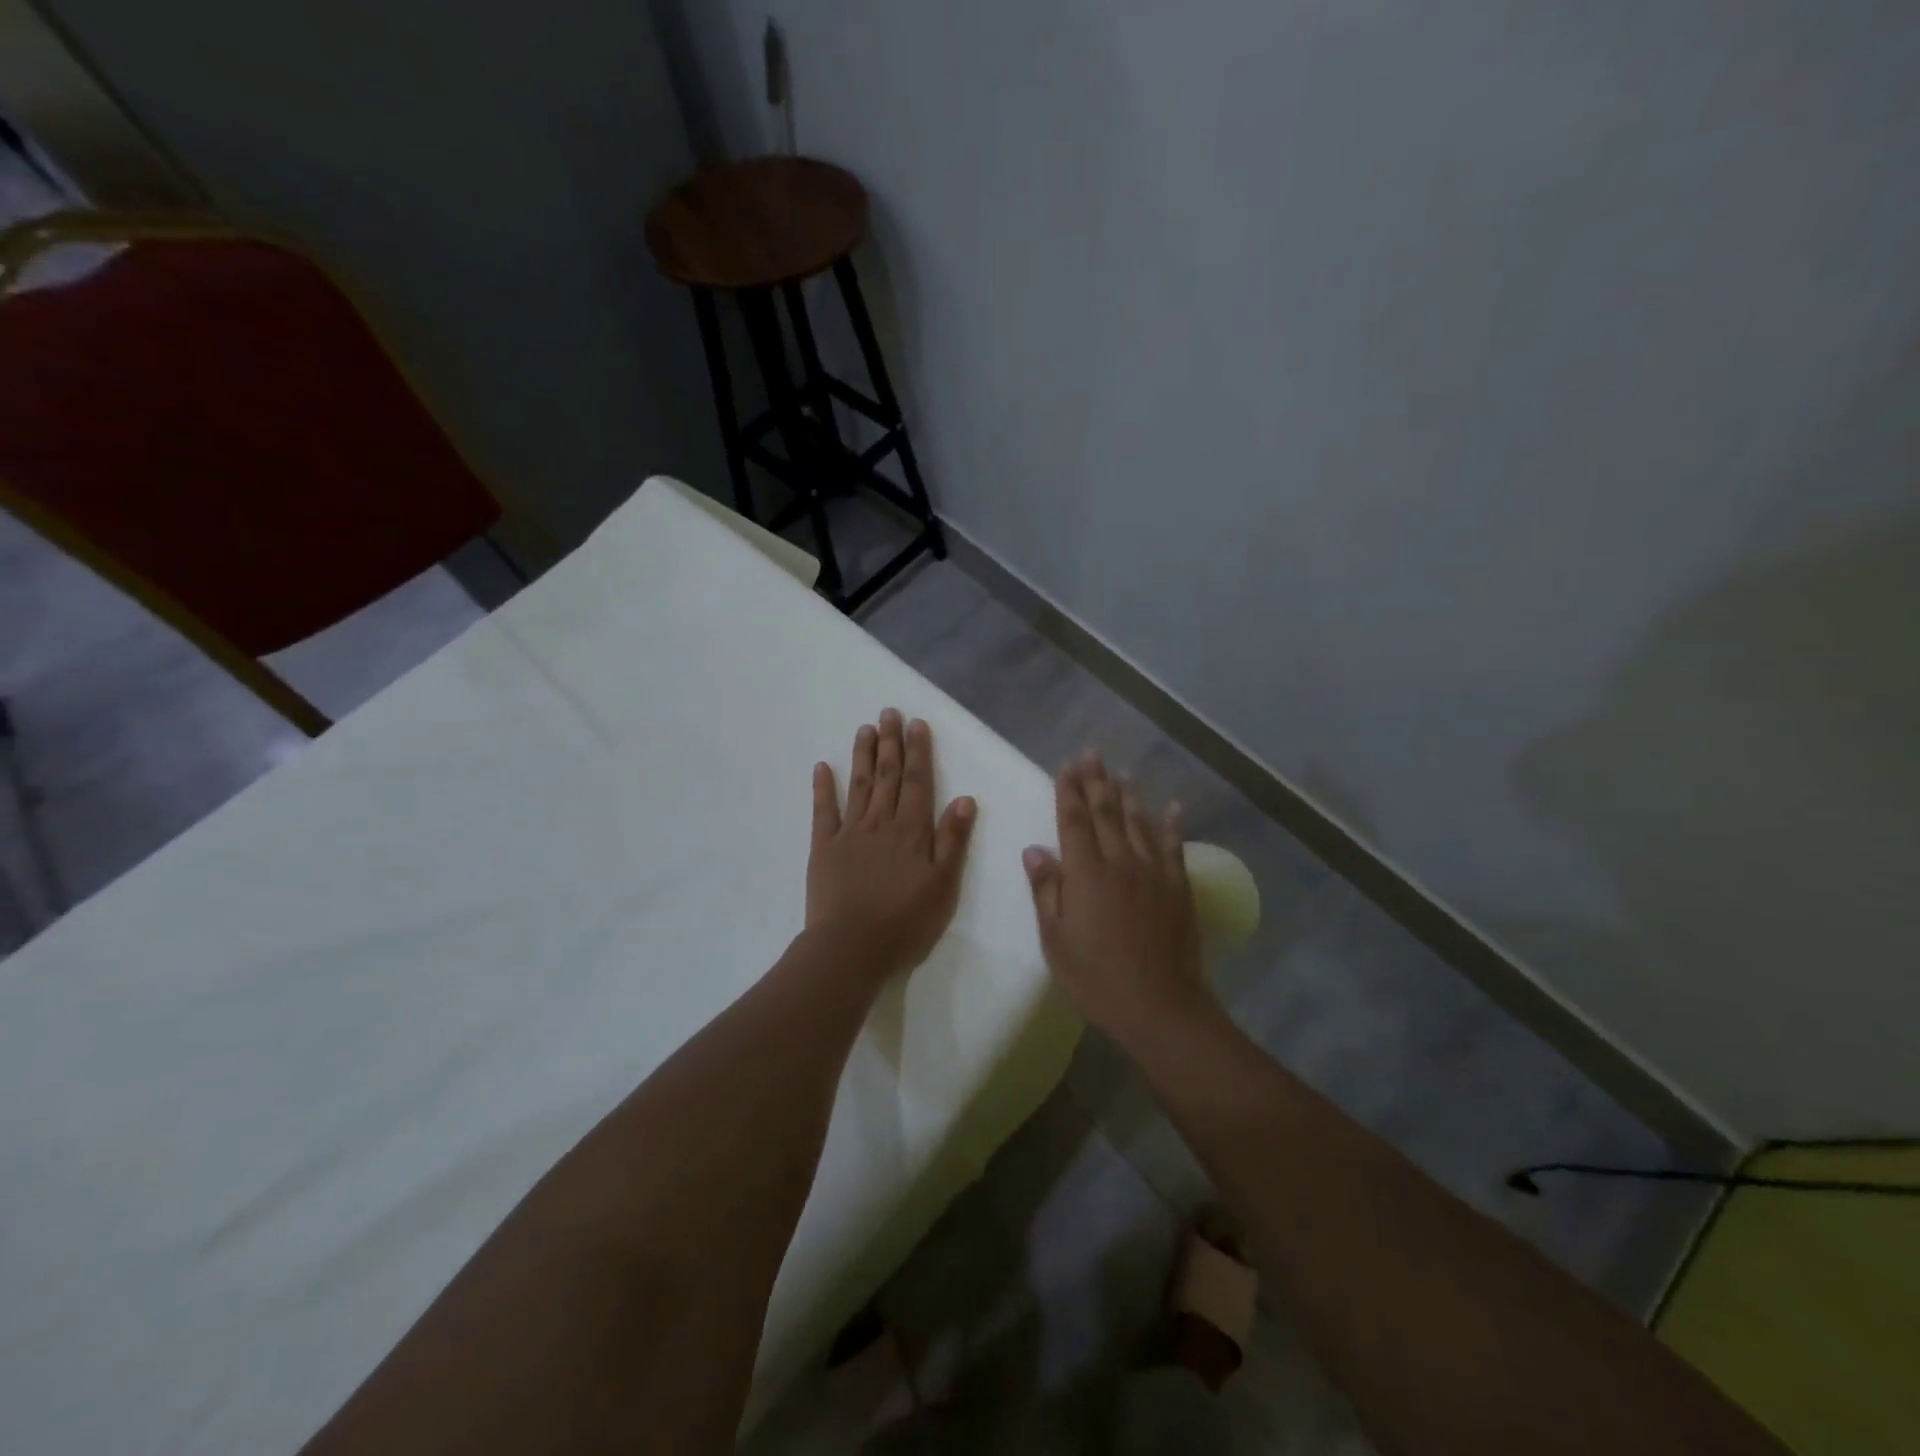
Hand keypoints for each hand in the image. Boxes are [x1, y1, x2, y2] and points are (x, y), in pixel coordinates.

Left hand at [807, 709, 976, 980]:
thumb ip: (953, 841)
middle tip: (889, 712)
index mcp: (912, 831)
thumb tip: (966, 799)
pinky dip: (823, 787)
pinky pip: (824, 811)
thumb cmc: (905, 922)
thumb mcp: (943, 886)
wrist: (851, 948)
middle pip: (887, 775)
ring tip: (865, 728)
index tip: (916, 723)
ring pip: (859, 785)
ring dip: (863, 755)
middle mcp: (881, 823)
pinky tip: (822, 766)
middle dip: (890, 742)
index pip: (918, 782)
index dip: (918, 752)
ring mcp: (850, 832)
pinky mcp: (824, 847)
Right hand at [1023, 752, 1209, 1044]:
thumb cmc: (1096, 978)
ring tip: (1121, 773)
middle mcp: (1120, 862)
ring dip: (1128, 795)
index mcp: (1086, 873)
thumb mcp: (1056, 941)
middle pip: (1106, 812)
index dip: (1068, 791)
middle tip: (1091, 754)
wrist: (1160, 1006)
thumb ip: (1046, 891)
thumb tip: (1035, 850)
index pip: (1073, 821)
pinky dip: (1172, 824)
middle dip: (1096, 781)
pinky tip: (1173, 807)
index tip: (1065, 766)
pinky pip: (1174, 846)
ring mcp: (1154, 872)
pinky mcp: (1178, 886)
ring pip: (1139, 822)